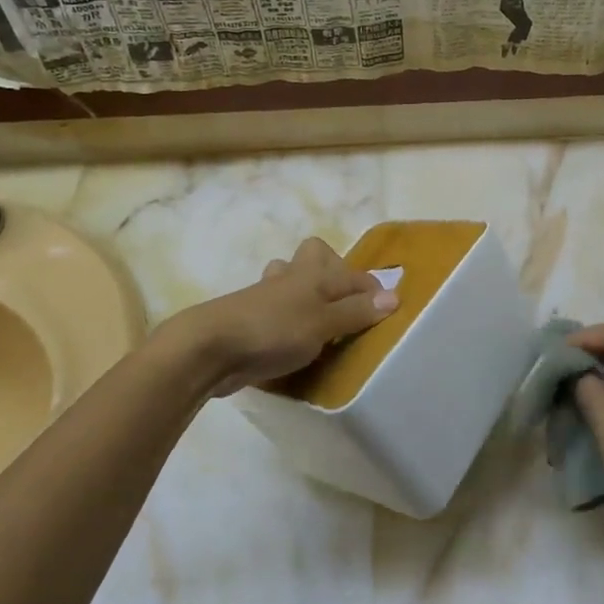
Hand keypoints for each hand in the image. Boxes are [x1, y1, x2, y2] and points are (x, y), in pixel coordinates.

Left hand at [183, 237, 398, 396]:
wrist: (209, 349)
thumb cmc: (274, 331)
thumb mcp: (324, 324)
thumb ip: (357, 311)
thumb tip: (394, 296)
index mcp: (314, 274)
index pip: (353, 273)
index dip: (372, 289)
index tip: (386, 312)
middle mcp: (291, 278)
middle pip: (313, 254)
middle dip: (330, 270)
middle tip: (343, 302)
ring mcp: (265, 296)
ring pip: (289, 278)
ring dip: (303, 291)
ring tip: (318, 319)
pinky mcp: (248, 319)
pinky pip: (274, 308)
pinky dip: (285, 317)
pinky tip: (291, 340)